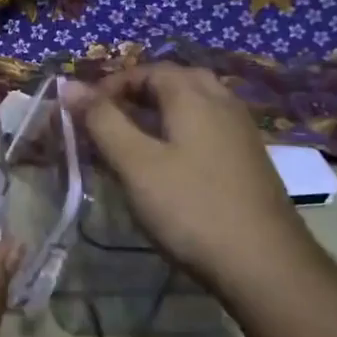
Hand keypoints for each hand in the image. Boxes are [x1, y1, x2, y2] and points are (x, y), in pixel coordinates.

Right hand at [63, 63, 324, 296]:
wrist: (266, 266)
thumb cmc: (191, 208)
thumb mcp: (135, 164)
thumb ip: (101, 121)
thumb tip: (70, 85)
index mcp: (193, 96)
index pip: (147, 70)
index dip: (110, 86)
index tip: (83, 113)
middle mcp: (222, 103)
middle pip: (175, 81)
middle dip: (137, 94)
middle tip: (108, 120)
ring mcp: (241, 132)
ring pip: (194, 105)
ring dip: (159, 113)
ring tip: (131, 142)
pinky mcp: (249, 161)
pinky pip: (208, 129)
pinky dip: (180, 133)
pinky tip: (167, 166)